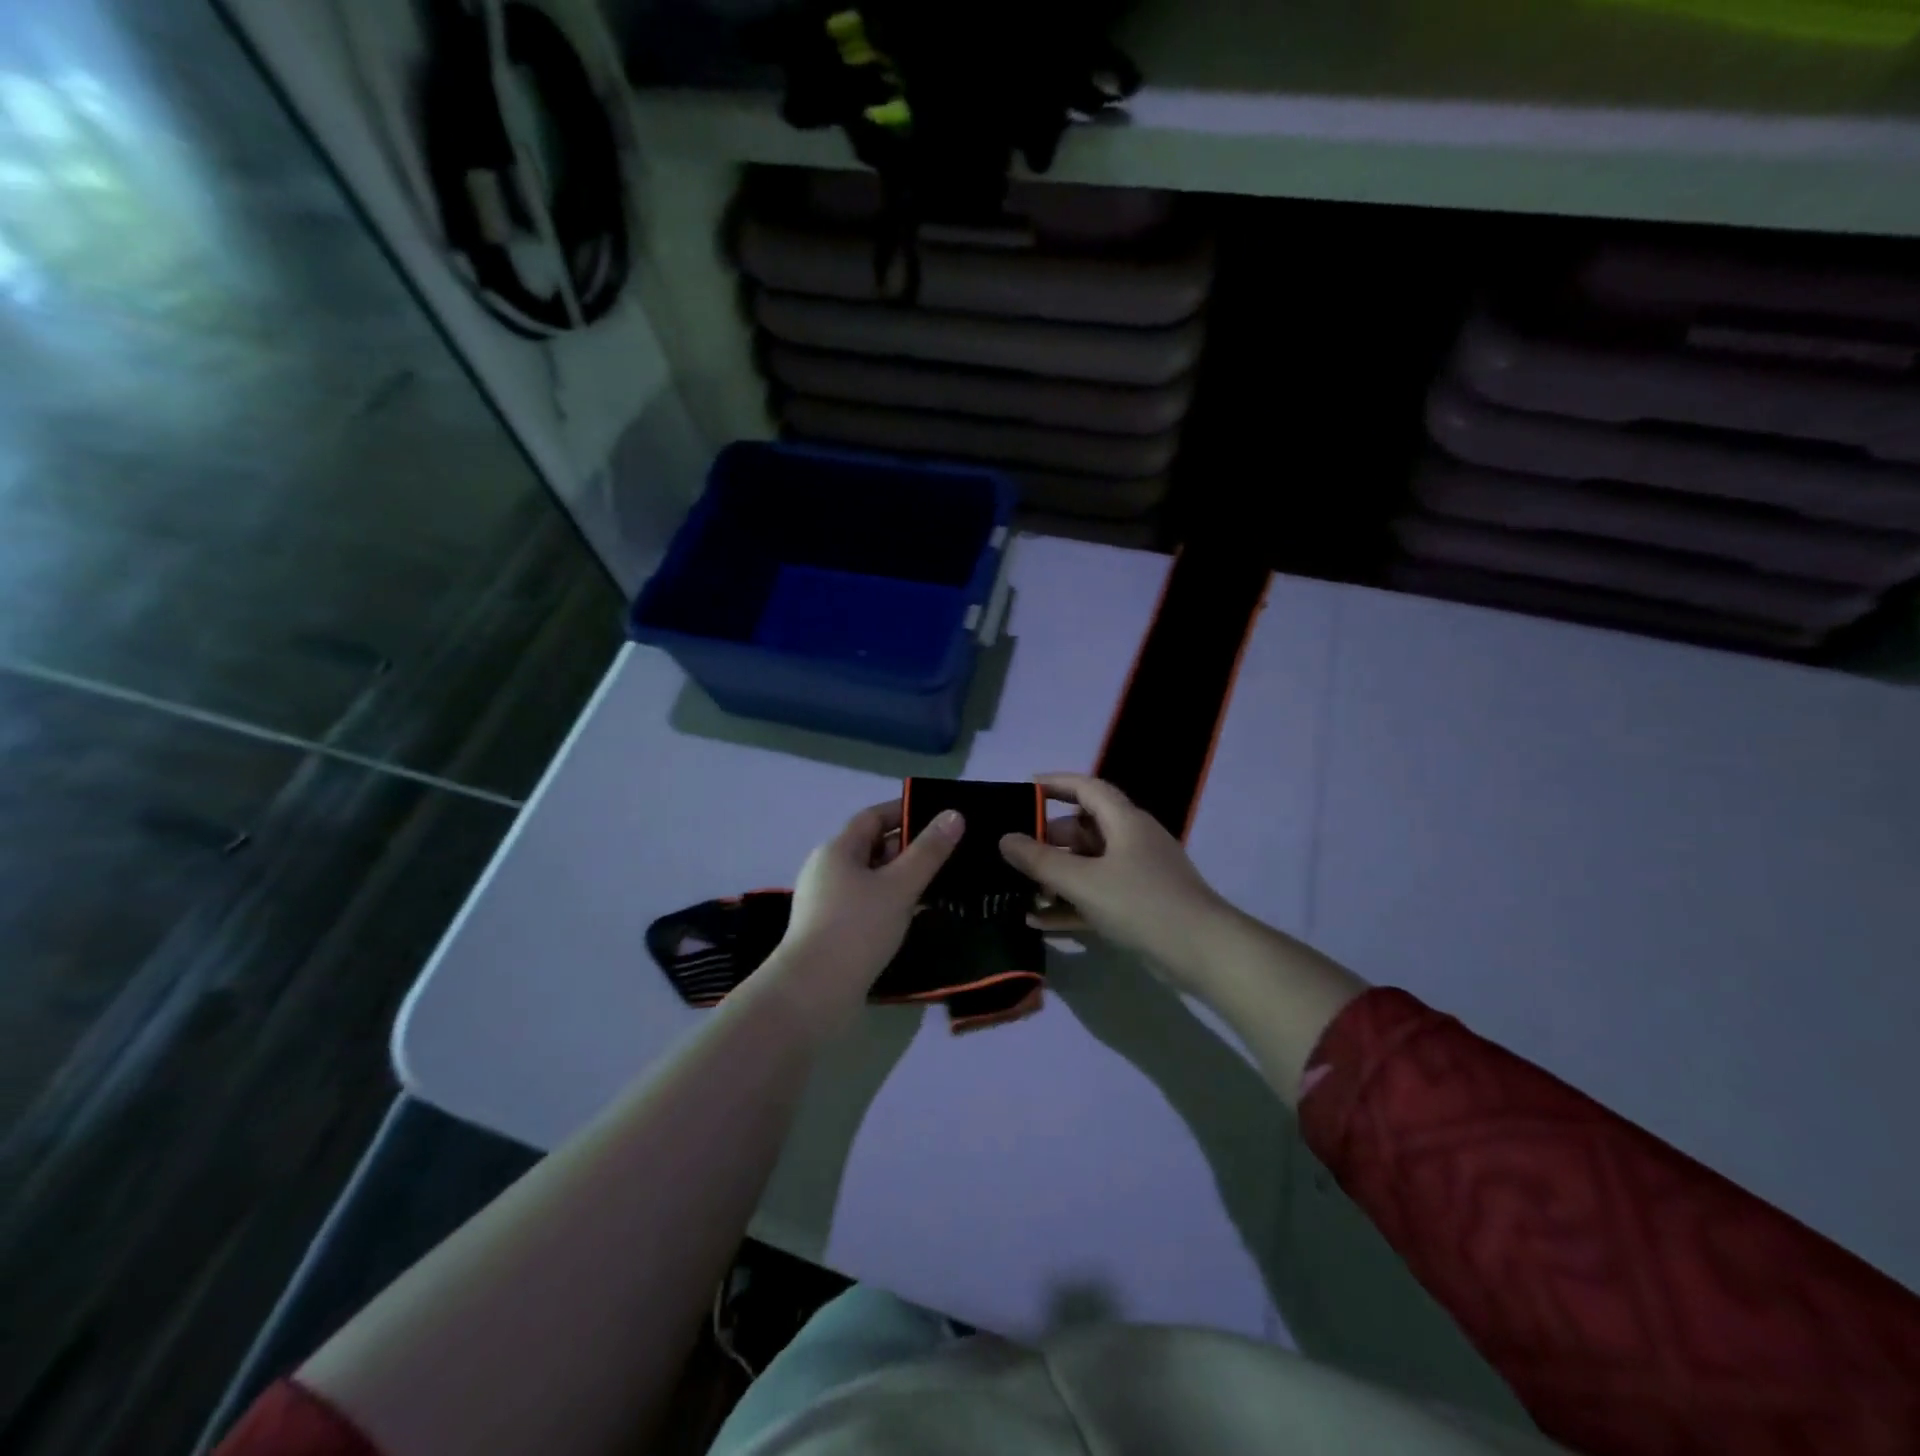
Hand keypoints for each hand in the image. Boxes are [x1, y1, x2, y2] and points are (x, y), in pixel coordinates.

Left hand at [769, 798, 964, 1019]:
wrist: (813, 993)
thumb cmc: (857, 929)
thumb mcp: (900, 886)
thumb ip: (929, 851)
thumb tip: (954, 814)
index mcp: (837, 849)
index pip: (873, 817)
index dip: (904, 812)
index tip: (939, 817)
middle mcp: (827, 869)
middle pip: (871, 846)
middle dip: (908, 847)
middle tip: (948, 854)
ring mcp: (826, 902)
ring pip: (870, 878)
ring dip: (901, 878)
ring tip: (938, 885)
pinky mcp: (830, 930)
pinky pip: (866, 904)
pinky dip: (890, 902)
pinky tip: (913, 916)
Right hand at [998, 773, 1233, 993]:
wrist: (1202, 951)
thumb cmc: (1141, 903)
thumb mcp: (1083, 881)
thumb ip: (1040, 861)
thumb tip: (1005, 839)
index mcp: (1124, 821)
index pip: (1087, 787)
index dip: (1056, 784)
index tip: (1025, 788)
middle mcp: (1132, 840)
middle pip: (1084, 828)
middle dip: (1048, 839)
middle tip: (1015, 853)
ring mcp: (1138, 873)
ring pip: (1089, 865)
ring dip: (1056, 876)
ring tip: (1020, 889)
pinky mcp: (1139, 904)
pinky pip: (1097, 894)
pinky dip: (1070, 903)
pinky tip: (1039, 921)